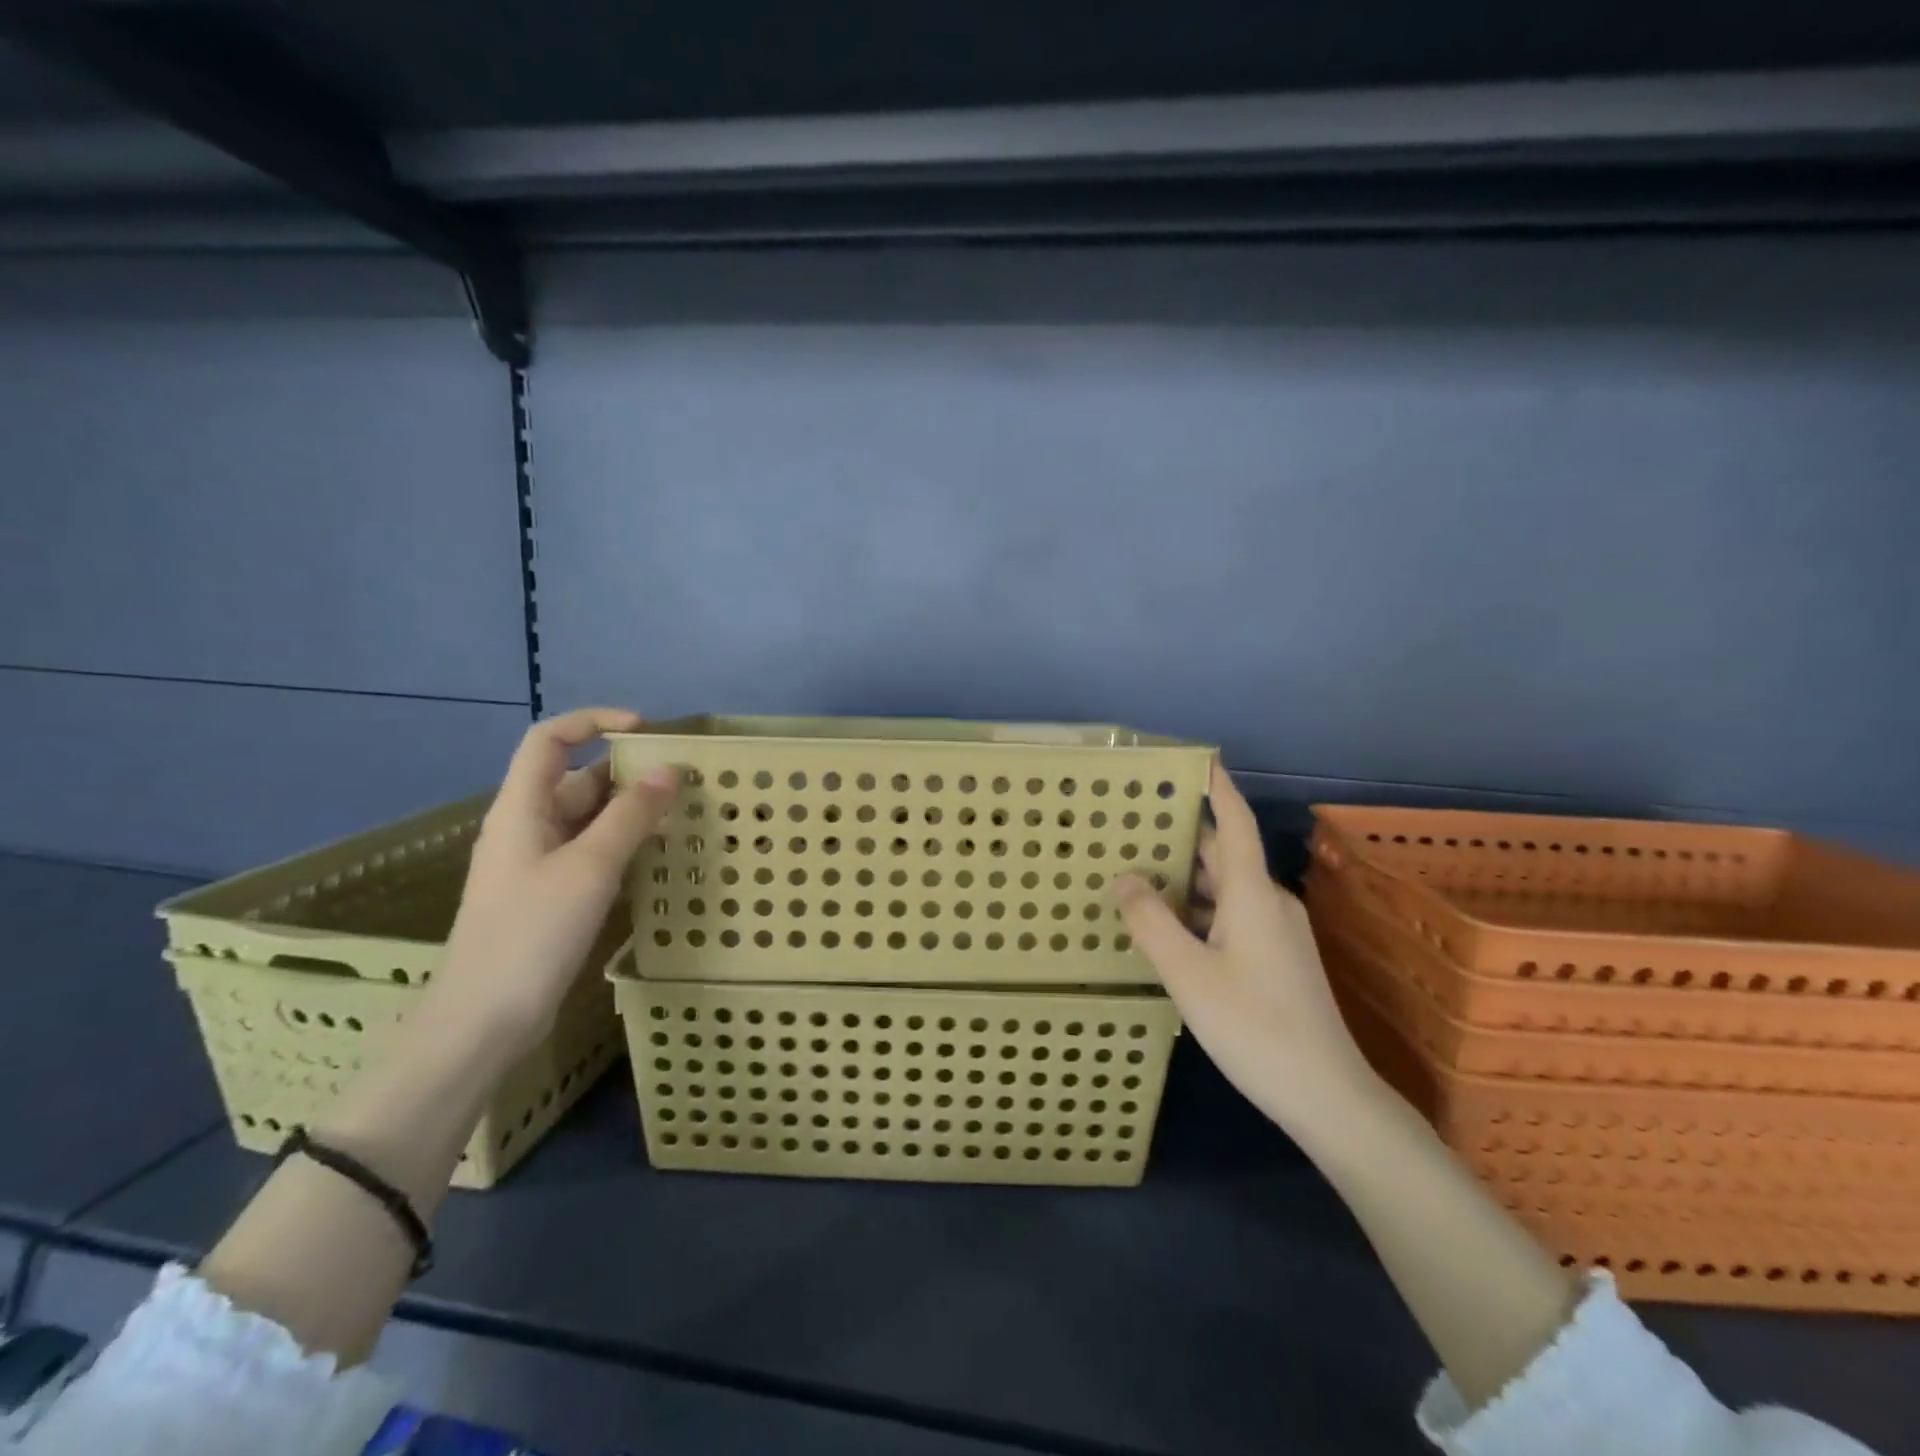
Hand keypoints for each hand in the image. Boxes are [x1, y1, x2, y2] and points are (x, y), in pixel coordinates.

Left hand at [432, 708, 678, 1067]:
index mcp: (522, 808)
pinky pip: (591, 853)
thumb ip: (631, 815)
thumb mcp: (589, 868)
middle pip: (576, 779)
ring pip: (588, 820)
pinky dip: (623, 846)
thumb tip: (669, 770)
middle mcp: (527, 827)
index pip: (550, 740)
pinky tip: (655, 859)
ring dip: (630, 812)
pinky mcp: (550, 896)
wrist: (482, 1022)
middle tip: (681, 781)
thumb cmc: (531, 934)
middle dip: (627, 773)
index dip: (593, 723)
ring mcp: (537, 864)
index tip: (644, 731)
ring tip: (680, 815)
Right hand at [1115, 763, 1376, 1135]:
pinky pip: (1232, 914)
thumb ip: (1153, 922)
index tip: (1194, 759)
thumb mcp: (1189, 974)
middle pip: (1224, 853)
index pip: (1235, 822)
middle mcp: (1268, 901)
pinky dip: (1199, 907)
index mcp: (1251, 893)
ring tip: (1137, 871)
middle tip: (1133, 823)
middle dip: (1182, 834)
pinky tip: (1168, 925)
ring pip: (1226, 887)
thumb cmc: (1255, 1027)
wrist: (1327, 1095)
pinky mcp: (1277, 958)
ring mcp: (1277, 931)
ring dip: (1186, 876)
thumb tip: (1125, 877)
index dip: (1216, 788)